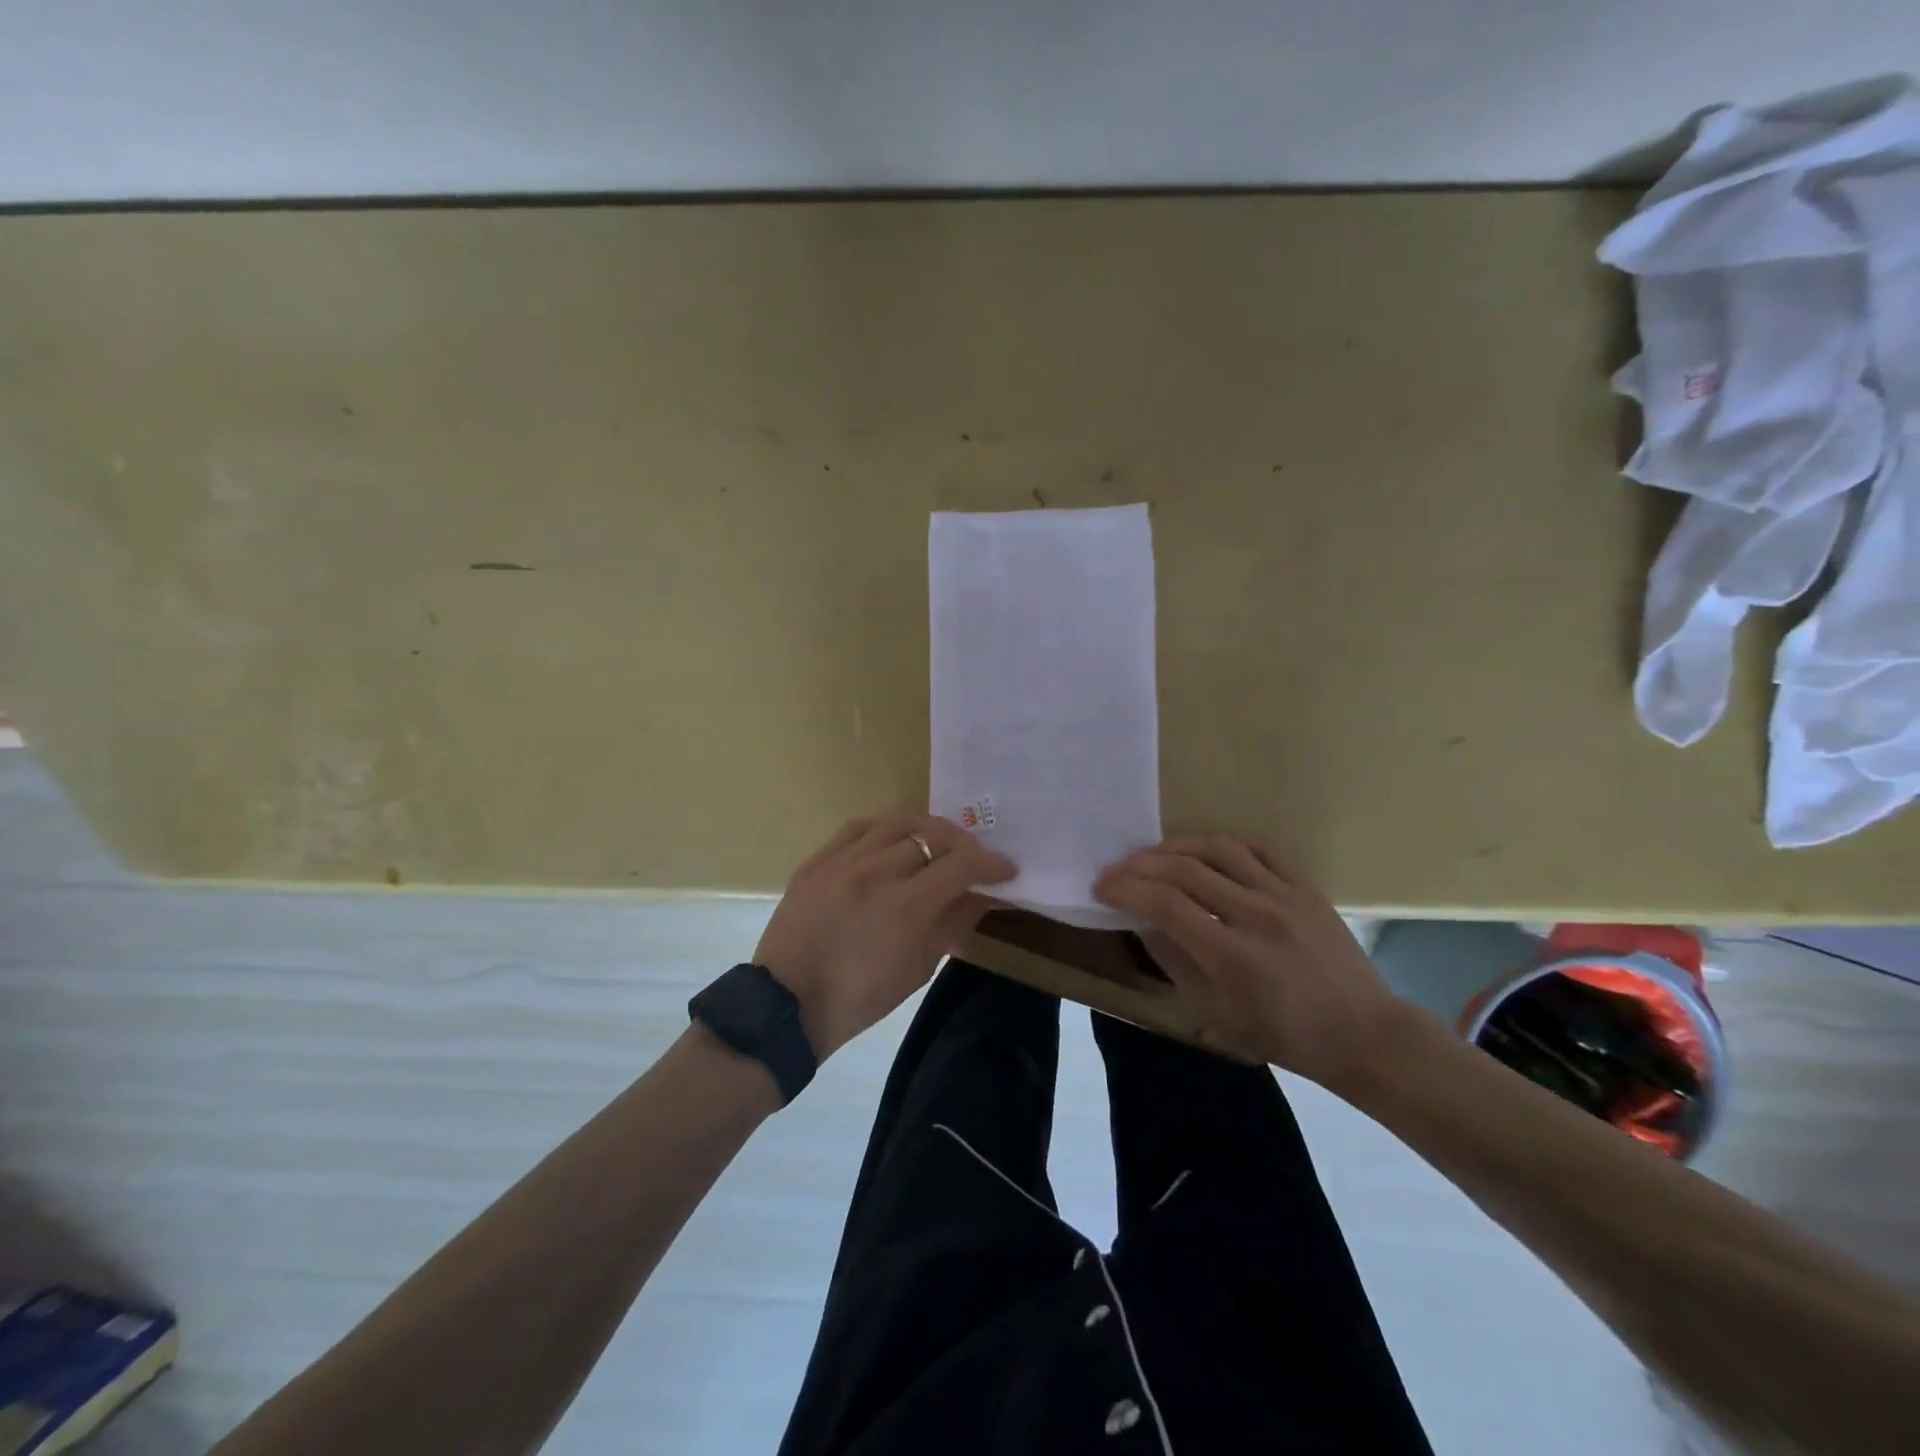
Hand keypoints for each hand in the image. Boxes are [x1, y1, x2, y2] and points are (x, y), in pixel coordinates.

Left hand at [755, 814, 1016, 1058]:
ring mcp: (840, 861)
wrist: (786, 1006)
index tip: (1006, 869)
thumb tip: (983, 896)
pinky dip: (887, 828)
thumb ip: (953, 923)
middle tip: (974, 859)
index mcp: (904, 907)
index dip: (991, 863)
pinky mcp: (816, 860)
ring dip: (928, 829)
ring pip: (897, 822)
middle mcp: (874, 872)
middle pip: (933, 835)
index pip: (960, 864)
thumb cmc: (860, 999)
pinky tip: (896, 839)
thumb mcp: (918, 969)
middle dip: (963, 844)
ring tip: (939, 842)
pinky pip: (859, 827)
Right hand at [1093, 834, 1409, 1089]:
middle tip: (1117, 869)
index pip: (1165, 905)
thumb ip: (1176, 963)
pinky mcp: (1305, 887)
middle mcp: (1256, 916)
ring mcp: (1285, 896)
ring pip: (1219, 849)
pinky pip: (1257, 850)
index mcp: (1232, 957)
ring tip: (1154, 855)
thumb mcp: (1217, 1015)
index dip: (1126, 890)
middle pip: (1186, 870)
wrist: (1364, 1034)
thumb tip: (1144, 923)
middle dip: (1141, 865)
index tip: (1102, 887)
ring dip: (1176, 847)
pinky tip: (1203, 853)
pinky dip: (1221, 845)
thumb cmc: (1284, 1036)